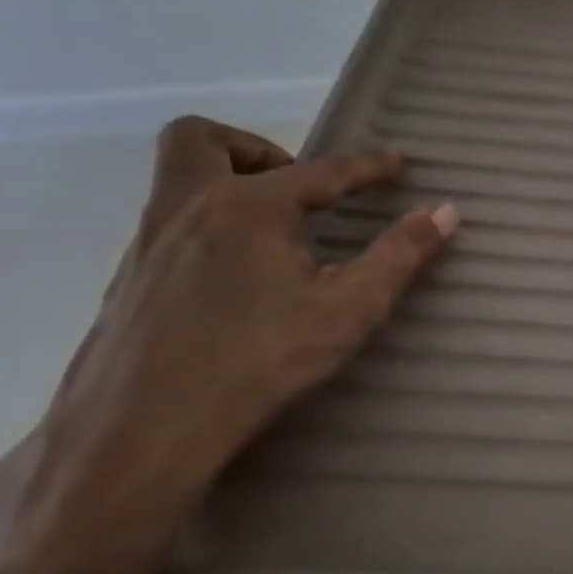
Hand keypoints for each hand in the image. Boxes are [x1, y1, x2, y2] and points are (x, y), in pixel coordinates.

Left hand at [6, 117, 456, 573]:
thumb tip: (445, 212)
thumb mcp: (349, 309)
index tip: (398, 163)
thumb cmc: (258, 361)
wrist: (137, 433)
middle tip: (297, 186)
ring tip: (276, 230)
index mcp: (248, 207)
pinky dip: (208, 224)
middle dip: (255, 147)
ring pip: (175, 181)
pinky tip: (238, 276)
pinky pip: (169, 224)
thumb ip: (400, 255)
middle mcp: (188, 209)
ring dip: (227, 182)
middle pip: (200, 139)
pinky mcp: (127, 282)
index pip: (321, 171)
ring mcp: (147, 244)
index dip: (367, 166)